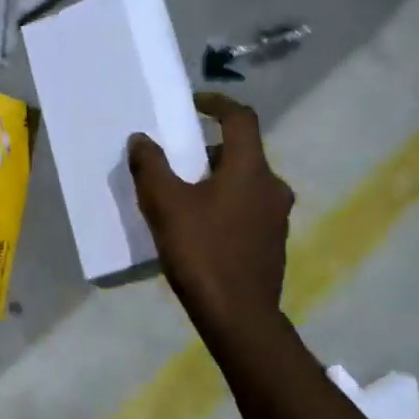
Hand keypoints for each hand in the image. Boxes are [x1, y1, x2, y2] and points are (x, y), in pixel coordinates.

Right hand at [128, 93, 293, 332]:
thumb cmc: (202, 253)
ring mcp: (276, 217)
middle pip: (242, 153)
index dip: (218, 103)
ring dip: (217, 179)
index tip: (194, 103)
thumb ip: (151, 167)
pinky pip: (248, 209)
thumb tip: (141, 139)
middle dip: (209, 150)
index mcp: (250, 169)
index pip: (241, 118)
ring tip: (184, 196)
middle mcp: (272, 187)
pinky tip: (201, 228)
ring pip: (245, 183)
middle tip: (178, 159)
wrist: (239, 316)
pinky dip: (225, 204)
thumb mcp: (165, 206)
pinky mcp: (272, 243)